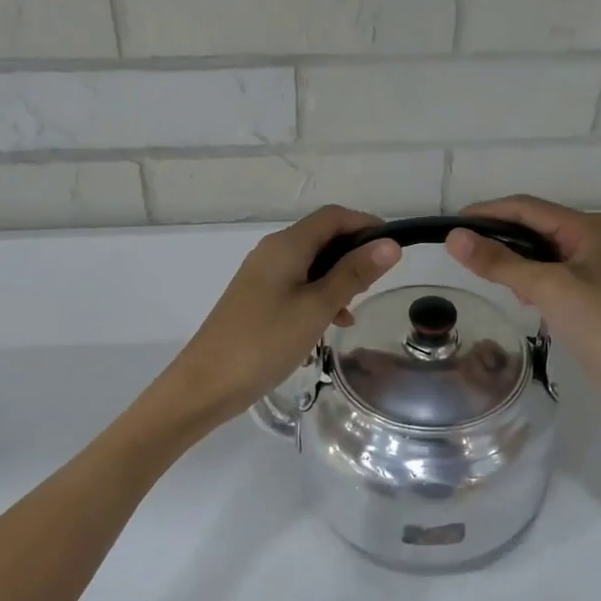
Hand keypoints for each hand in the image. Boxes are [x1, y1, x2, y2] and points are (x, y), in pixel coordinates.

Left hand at [151, 206, 401, 428]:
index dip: (366, 224)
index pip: (333, 216)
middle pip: (322, 237)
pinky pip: (297, 286)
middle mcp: (272, 252)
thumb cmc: (265, 341)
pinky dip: (319, 297)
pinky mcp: (257, 299)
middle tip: (378, 283)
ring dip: (338, 279)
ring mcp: (262, 276)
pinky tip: (332, 324)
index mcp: (286, 245)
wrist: (206, 384)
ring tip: (356, 308)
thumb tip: (390, 244)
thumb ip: (353, 274)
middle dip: (353, 254)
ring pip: (311, 264)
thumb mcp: (317, 307)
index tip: (394, 248)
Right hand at [446, 196, 600, 418]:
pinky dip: (528, 279)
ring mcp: (592, 265)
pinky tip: (519, 297)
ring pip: (539, 251)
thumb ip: (500, 262)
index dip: (488, 212)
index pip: (527, 208)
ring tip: (487, 275)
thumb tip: (454, 237)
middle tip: (462, 251)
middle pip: (533, 226)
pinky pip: (548, 273)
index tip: (451, 225)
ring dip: (513, 260)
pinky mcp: (589, 290)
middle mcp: (592, 238)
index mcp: (588, 227)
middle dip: (499, 236)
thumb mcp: (547, 288)